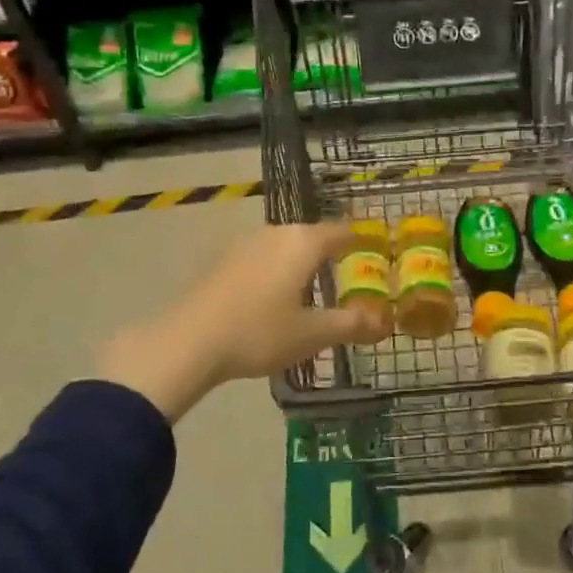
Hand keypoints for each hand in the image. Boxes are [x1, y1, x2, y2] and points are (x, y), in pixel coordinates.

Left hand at [99, 222, 387, 419]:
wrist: (188, 341)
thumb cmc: (259, 332)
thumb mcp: (312, 334)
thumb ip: (350, 324)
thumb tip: (384, 322)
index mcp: (303, 243)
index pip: (342, 231)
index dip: (361, 239)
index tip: (375, 248)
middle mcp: (276, 232)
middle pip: (312, 236)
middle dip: (330, 252)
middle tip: (346, 273)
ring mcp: (245, 243)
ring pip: (284, 245)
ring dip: (300, 261)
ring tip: (311, 286)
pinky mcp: (222, 259)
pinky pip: (261, 257)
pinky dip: (275, 269)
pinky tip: (272, 295)